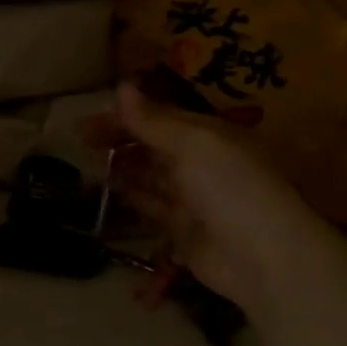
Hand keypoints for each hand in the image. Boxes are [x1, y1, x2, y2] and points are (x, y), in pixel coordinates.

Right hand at [101, 82, 327, 306]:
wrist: (265, 258)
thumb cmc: (231, 188)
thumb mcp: (193, 144)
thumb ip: (153, 121)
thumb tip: (121, 87)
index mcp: (210, 135)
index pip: (161, 118)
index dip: (125, 116)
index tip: (87, 121)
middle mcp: (203, 163)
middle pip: (154, 145)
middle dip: (120, 140)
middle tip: (81, 141)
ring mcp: (194, 198)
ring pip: (151, 176)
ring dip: (123, 167)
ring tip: (89, 163)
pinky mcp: (185, 231)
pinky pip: (154, 208)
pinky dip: (133, 197)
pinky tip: (110, 191)